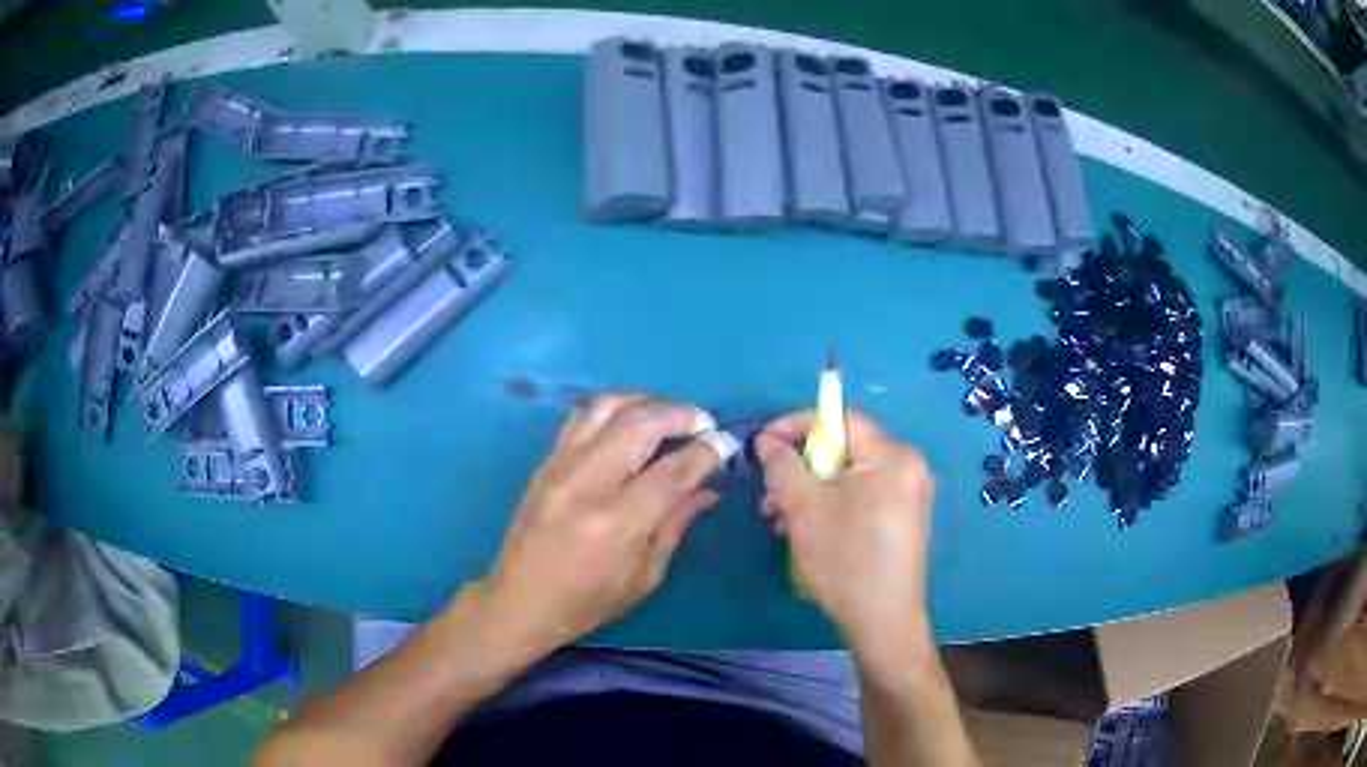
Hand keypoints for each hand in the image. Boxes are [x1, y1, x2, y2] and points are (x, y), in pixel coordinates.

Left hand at [478, 394, 724, 655]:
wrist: (520, 600)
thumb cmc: (588, 601)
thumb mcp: (645, 575)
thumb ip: (677, 523)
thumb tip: (709, 488)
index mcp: (618, 521)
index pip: (673, 470)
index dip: (708, 451)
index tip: (728, 443)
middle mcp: (588, 482)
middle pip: (641, 422)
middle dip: (681, 414)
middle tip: (703, 424)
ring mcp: (561, 465)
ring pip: (607, 406)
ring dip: (646, 402)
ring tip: (667, 417)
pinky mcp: (545, 461)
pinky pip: (581, 416)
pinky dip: (613, 409)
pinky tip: (628, 423)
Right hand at [755, 409, 936, 660]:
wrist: (883, 622)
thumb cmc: (846, 560)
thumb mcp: (805, 509)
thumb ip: (782, 466)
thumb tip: (766, 440)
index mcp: (892, 455)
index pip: (842, 417)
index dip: (797, 424)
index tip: (763, 443)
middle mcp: (909, 466)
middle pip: (845, 448)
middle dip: (801, 467)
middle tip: (769, 492)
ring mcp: (910, 494)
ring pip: (850, 476)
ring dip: (811, 490)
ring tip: (779, 519)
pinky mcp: (905, 518)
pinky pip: (863, 496)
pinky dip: (832, 505)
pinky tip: (805, 530)